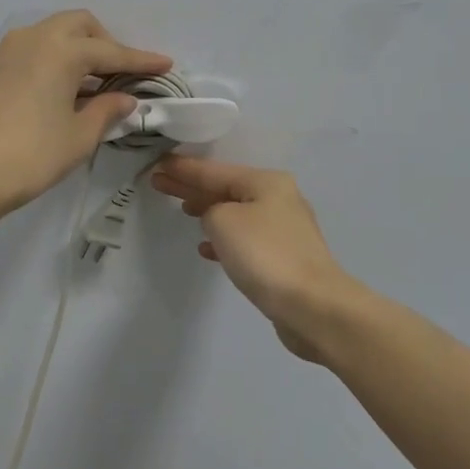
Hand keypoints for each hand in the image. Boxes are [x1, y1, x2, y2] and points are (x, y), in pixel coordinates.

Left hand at [0, 10, 171, 216]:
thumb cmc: (33, 155)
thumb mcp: (80, 136)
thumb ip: (108, 111)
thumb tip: (125, 99)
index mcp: (60, 50)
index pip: (110, 52)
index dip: (141, 61)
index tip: (166, 64)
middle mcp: (33, 38)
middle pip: (79, 26)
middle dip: (106, 43)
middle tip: (122, 73)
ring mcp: (7, 50)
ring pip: (52, 33)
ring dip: (77, 48)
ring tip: (94, 82)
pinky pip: (32, 49)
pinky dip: (53, 58)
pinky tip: (62, 87)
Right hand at [150, 156, 363, 361]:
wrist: (311, 305)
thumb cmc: (264, 254)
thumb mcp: (224, 221)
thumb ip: (210, 210)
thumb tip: (216, 218)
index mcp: (266, 182)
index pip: (214, 171)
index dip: (184, 169)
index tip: (158, 164)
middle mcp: (278, 199)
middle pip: (225, 188)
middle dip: (192, 187)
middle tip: (159, 183)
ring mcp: (283, 230)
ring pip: (235, 213)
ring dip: (209, 211)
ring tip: (183, 211)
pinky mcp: (284, 258)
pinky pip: (245, 239)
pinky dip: (224, 240)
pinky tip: (207, 249)